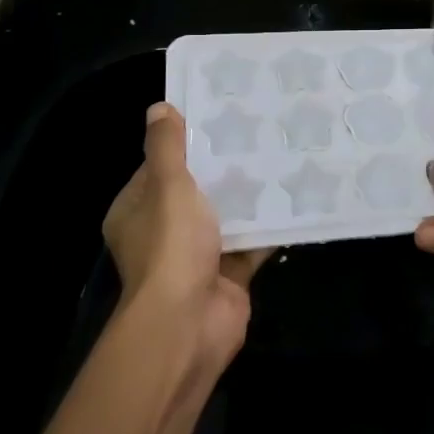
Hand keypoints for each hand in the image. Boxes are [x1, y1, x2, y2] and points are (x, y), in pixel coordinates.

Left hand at [103, 103, 268, 370]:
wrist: (188, 323)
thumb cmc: (171, 247)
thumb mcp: (168, 186)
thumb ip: (167, 148)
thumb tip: (159, 109)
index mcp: (137, 211)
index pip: (159, 167)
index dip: (184, 143)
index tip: (217, 118)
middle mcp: (163, 233)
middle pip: (196, 191)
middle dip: (224, 167)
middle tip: (258, 131)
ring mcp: (197, 256)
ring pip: (226, 216)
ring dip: (249, 195)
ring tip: (281, 155)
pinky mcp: (228, 274)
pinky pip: (251, 242)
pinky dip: (269, 225)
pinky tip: (296, 196)